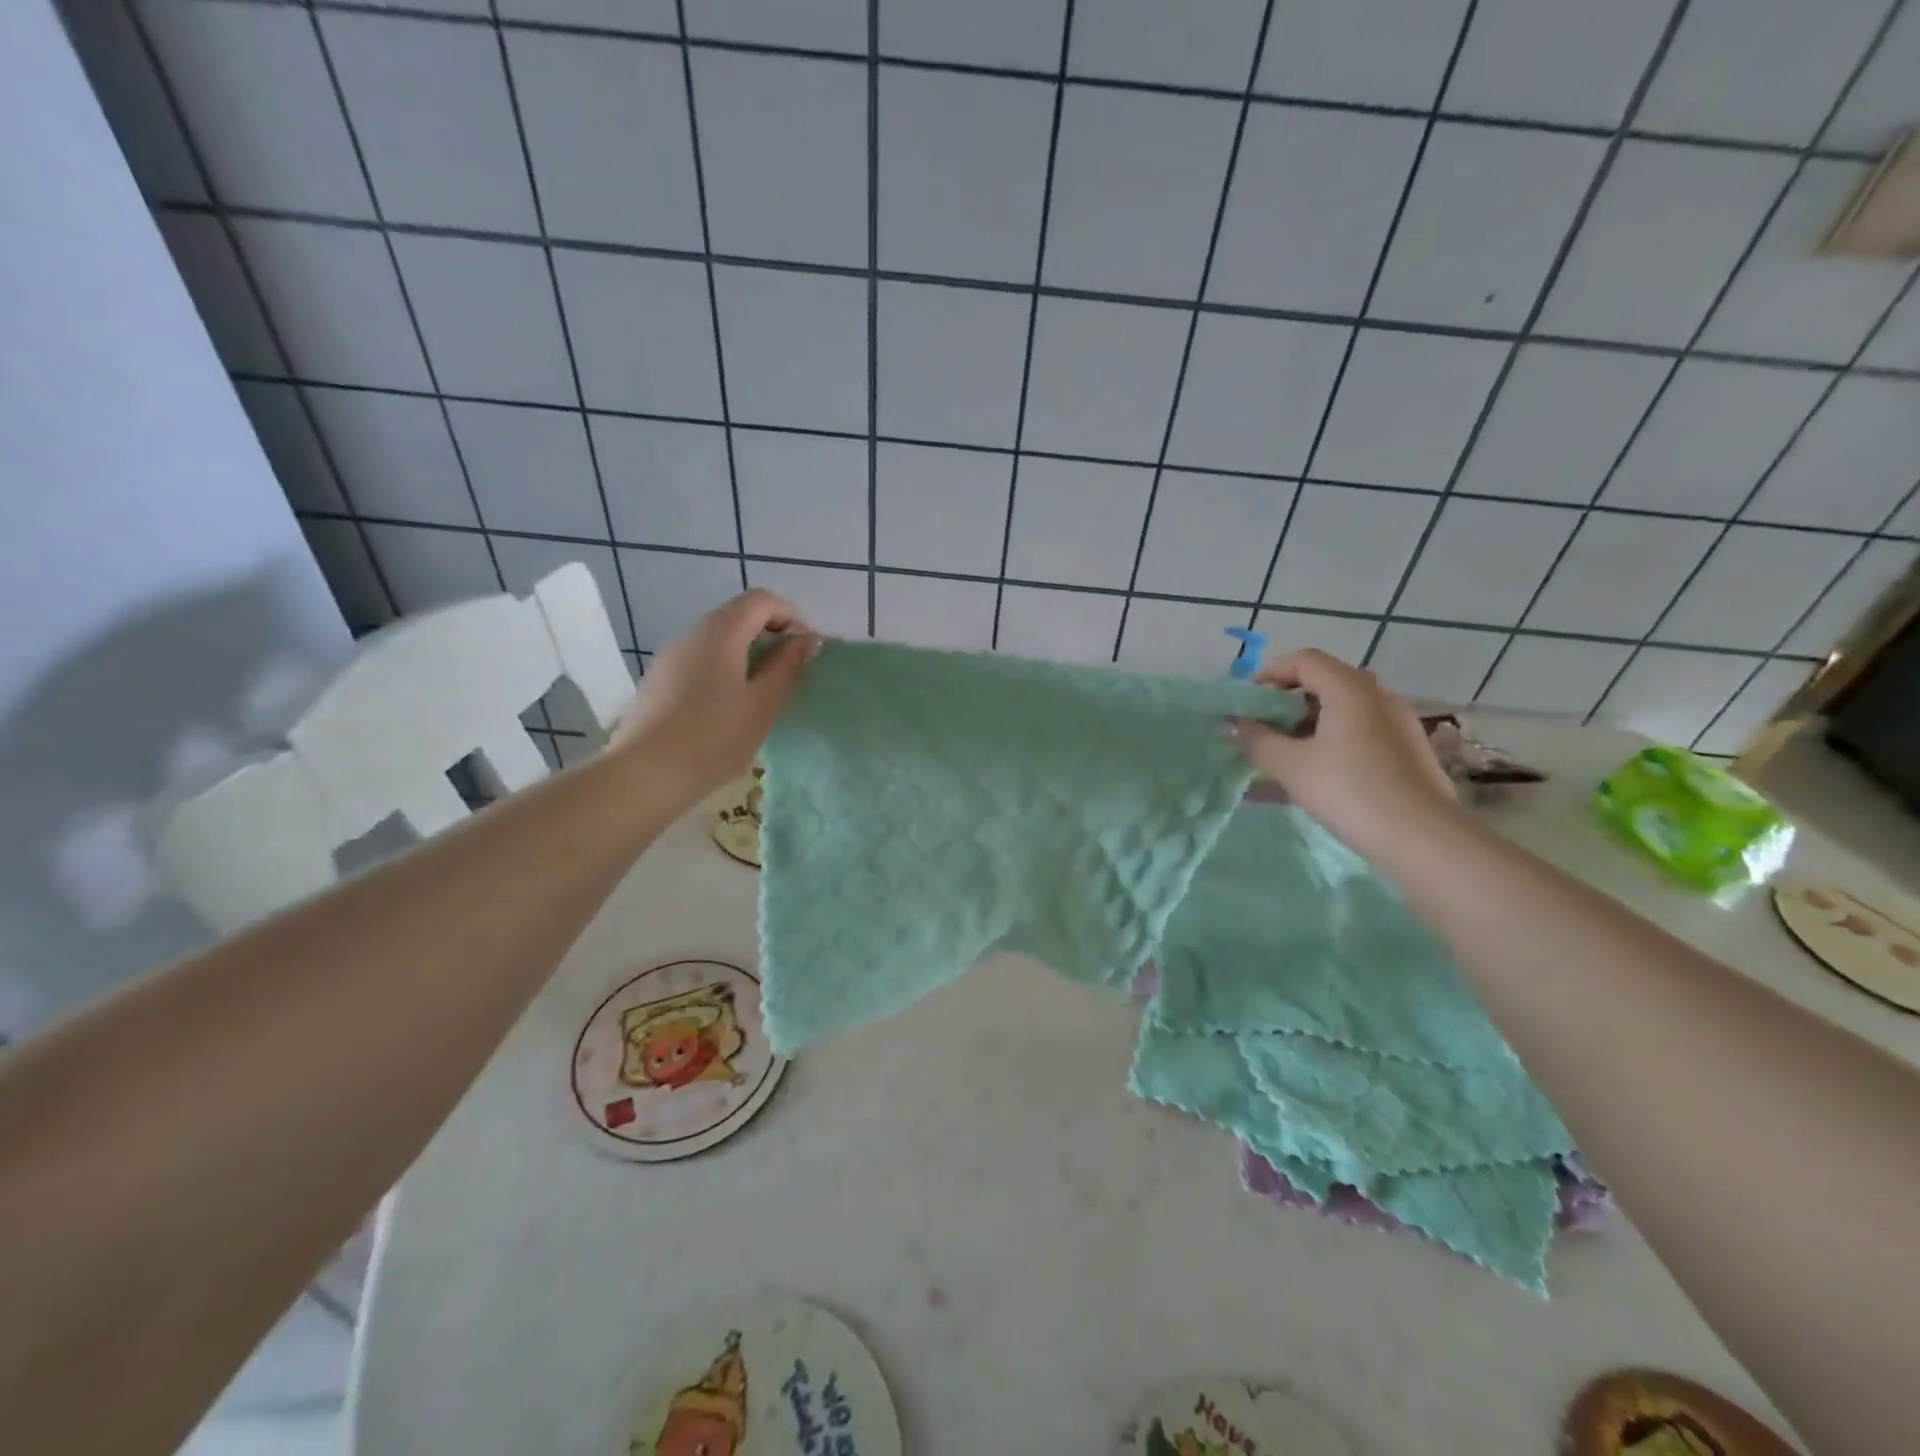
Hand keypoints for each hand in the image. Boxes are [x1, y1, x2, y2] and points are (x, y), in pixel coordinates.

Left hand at [611, 590, 817, 800]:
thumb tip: (807, 639)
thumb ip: (787, 666)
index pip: (762, 600)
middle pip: (738, 614)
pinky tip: (729, 705)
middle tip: (791, 671)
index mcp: (721, 632)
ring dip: (748, 651)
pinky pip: (701, 657)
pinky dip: (725, 666)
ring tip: (764, 690)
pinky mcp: (660, 678)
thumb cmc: (713, 738)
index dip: (791, 616)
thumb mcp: (763, 705)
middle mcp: (693, 632)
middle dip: (771, 633)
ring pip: (719, 637)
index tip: (806, 650)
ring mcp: (672, 654)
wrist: (644, 774)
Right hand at [1232, 649, 1459, 857]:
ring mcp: (1396, 726)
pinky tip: (1311, 778)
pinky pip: (1358, 737)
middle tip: (1261, 728)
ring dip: (1306, 728)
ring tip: (1280, 757)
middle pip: (1325, 684)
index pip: (1305, 661)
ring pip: (1341, 714)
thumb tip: (1233, 727)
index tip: (1247, 699)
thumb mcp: (1291, 766)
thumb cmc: (1350, 790)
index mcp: (1350, 689)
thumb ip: (1257, 741)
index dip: (1270, 673)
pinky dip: (1328, 746)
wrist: (1423, 839)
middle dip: (1286, 703)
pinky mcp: (1406, 754)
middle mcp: (1377, 698)